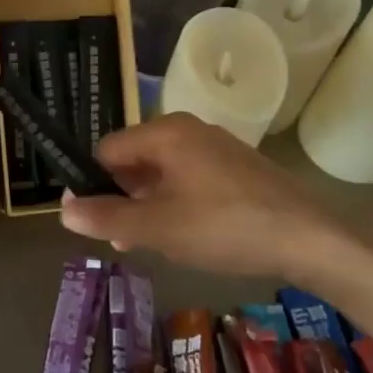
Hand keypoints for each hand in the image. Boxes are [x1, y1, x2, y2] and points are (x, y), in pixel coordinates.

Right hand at [60, 113, 370, 284]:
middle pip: (135, 159)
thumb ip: (107, 218)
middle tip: (119, 239)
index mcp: (166, 132)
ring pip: (163, 171)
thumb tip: (63, 208)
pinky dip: (176, 202)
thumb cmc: (224, 227)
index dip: (91, 184)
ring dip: (147, 205)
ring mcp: (216, 146)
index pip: (107, 149)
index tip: (89, 220)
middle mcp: (189, 129)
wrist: (309, 239)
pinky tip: (184, 235)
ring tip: (148, 243)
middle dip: (121, 198)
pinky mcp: (236, 167)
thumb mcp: (158, 228)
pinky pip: (190, 178)